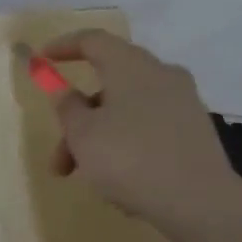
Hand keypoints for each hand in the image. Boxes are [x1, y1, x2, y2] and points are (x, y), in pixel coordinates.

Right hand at [42, 29, 241, 241]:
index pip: (93, 40)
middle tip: (60, 163)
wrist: (198, 201)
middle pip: (109, 86)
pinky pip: (150, 130)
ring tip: (93, 183)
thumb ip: (68, 108)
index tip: (42, 60)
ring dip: (102, 141)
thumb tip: (65, 91)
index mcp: (131, 66)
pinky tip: (124, 186)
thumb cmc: (129, 159)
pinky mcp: (196, 130)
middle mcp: (161, 74)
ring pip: (128, 113)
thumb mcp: (83, 135)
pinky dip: (129, 148)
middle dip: (78, 122)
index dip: (64, 47)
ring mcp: (183, 102)